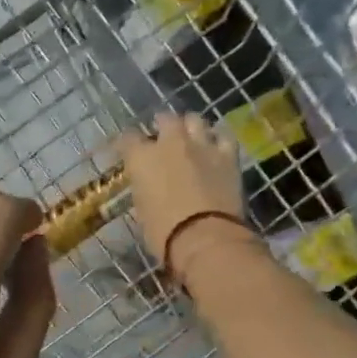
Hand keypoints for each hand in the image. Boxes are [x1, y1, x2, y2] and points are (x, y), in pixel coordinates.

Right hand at [119, 114, 251, 284]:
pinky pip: (224, 136)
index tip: (128, 149)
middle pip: (166, 119)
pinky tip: (216, 146)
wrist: (204, 238)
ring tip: (191, 136)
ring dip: (190, 126)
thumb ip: (144, 188)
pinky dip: (218, 139)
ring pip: (195, 120)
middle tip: (163, 137)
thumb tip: (150, 186)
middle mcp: (170, 143)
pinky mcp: (228, 155)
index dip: (128, 143)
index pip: (128, 138)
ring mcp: (201, 145)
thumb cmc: (163, 232)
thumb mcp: (142, 210)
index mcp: (141, 158)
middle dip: (163, 125)